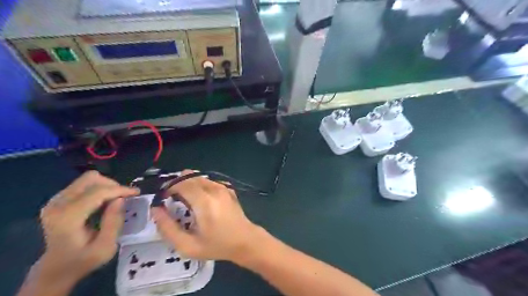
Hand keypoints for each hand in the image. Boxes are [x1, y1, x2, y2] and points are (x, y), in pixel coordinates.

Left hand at [37, 172, 138, 286]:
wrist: (56, 269)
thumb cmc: (83, 260)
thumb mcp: (105, 247)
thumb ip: (114, 222)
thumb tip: (121, 199)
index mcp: (68, 217)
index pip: (98, 192)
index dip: (120, 189)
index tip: (137, 193)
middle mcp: (57, 205)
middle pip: (91, 179)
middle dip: (113, 185)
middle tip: (125, 197)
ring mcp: (54, 201)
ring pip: (87, 179)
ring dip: (106, 186)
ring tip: (116, 199)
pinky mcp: (57, 200)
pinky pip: (83, 185)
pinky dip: (98, 189)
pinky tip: (104, 201)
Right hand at [151, 170, 261, 262]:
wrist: (245, 240)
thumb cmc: (217, 245)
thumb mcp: (188, 245)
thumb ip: (167, 228)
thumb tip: (156, 209)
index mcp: (204, 201)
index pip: (181, 183)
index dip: (168, 188)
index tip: (163, 199)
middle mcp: (214, 189)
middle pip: (189, 176)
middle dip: (177, 185)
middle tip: (173, 200)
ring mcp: (223, 187)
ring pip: (199, 177)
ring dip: (188, 185)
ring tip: (186, 202)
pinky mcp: (228, 188)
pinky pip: (208, 181)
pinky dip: (199, 186)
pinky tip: (200, 201)